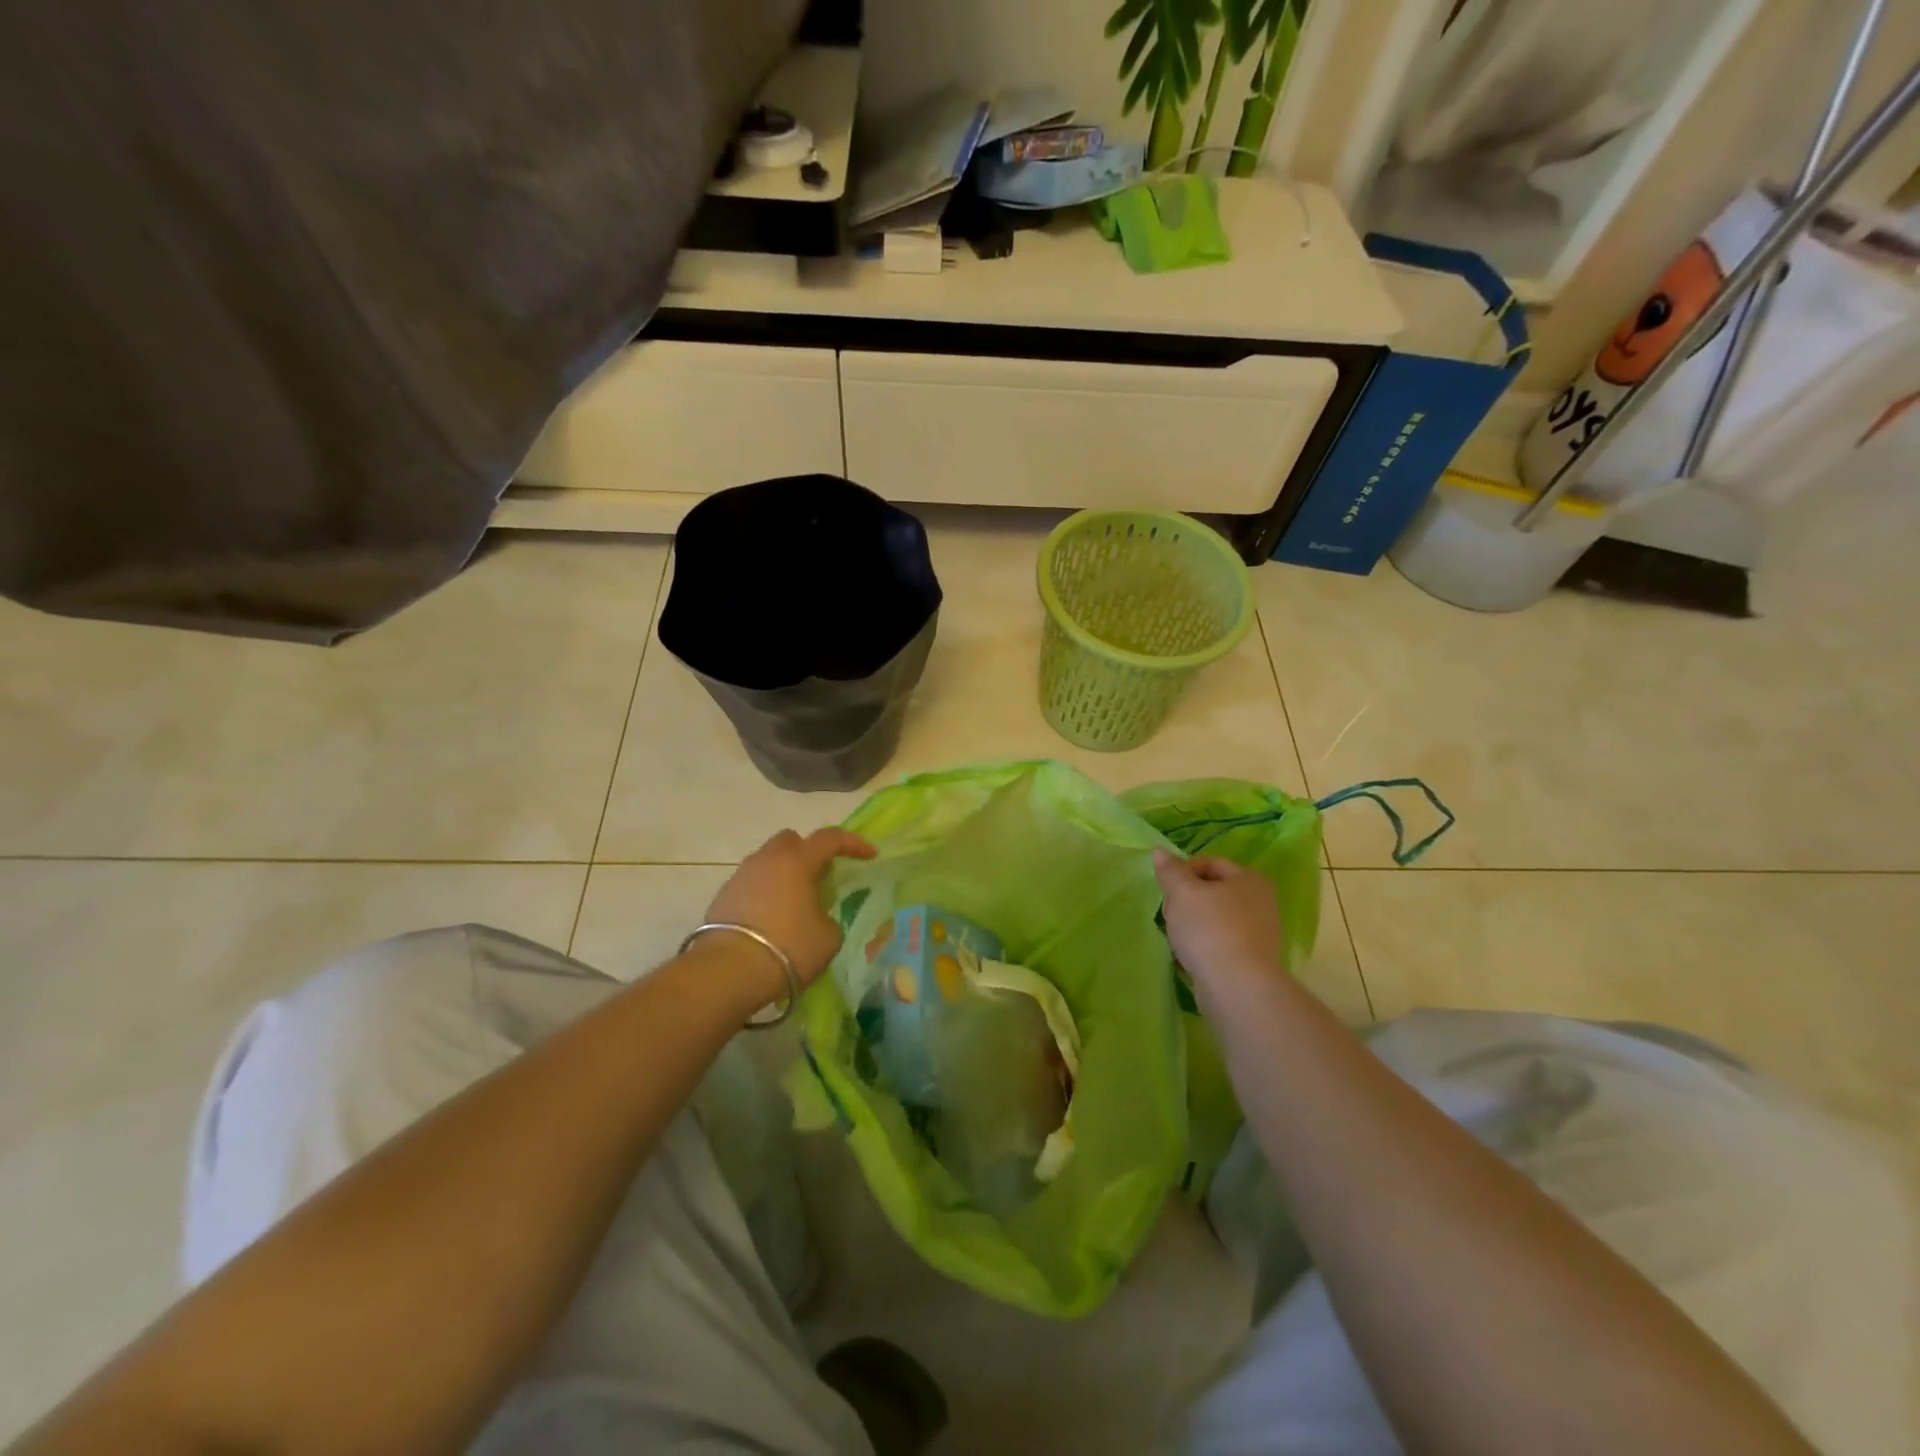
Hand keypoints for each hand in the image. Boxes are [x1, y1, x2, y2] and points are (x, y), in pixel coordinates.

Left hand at [703, 828, 876, 998]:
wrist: (728, 972)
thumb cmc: (788, 948)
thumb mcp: (828, 937)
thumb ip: (828, 917)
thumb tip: (817, 916)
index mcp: (797, 861)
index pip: (830, 838)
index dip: (853, 843)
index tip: (870, 855)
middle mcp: (767, 860)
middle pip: (791, 841)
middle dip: (808, 852)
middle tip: (821, 876)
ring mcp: (740, 877)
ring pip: (767, 862)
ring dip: (784, 875)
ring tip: (795, 904)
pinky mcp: (722, 898)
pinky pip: (751, 884)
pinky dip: (764, 894)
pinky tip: (771, 920)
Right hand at [1153, 850, 1285, 1011]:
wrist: (1237, 987)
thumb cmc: (1210, 929)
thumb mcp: (1182, 892)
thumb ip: (1170, 870)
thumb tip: (1160, 851)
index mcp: (1250, 879)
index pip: (1210, 863)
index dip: (1183, 872)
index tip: (1167, 891)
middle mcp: (1261, 902)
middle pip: (1211, 891)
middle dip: (1185, 900)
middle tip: (1170, 914)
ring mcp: (1259, 933)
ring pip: (1213, 918)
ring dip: (1191, 924)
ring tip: (1177, 938)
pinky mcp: (1251, 960)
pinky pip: (1219, 941)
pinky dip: (1203, 944)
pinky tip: (1189, 956)